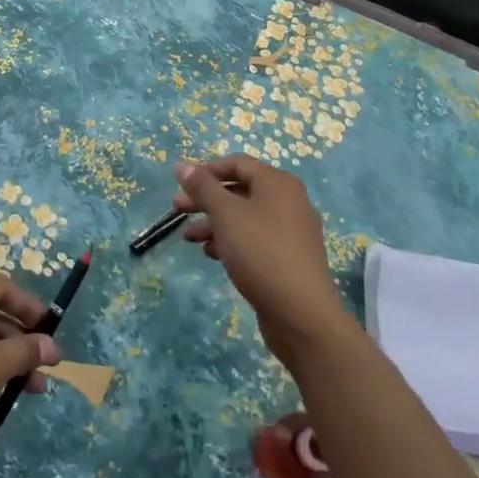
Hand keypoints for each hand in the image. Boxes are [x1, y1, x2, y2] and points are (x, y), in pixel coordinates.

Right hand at [173, 155, 349, 366]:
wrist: (301, 313)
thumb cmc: (261, 252)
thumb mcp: (226, 214)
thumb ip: (202, 188)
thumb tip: (182, 166)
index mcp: (278, 183)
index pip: (237, 163)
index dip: (206, 170)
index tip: (181, 184)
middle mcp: (289, 201)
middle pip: (239, 191)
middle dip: (206, 200)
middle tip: (177, 210)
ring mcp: (292, 231)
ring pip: (245, 217)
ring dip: (214, 223)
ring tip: (190, 239)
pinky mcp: (289, 258)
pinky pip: (255, 239)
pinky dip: (232, 241)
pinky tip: (214, 255)